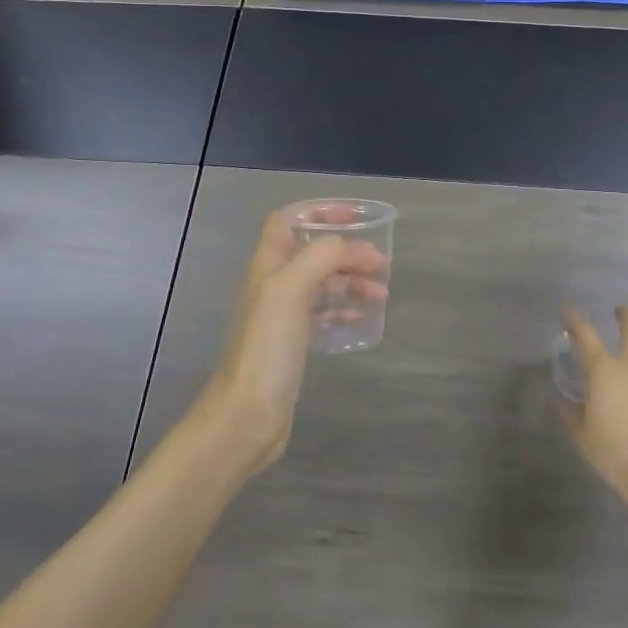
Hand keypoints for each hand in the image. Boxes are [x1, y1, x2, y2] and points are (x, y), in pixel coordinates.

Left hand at [187, 209, 389, 479]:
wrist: (246, 415)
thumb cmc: (267, 348)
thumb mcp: (291, 291)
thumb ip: (321, 257)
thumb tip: (352, 246)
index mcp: (268, 265)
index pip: (288, 220)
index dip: (318, 212)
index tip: (354, 219)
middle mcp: (274, 284)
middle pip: (313, 252)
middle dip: (347, 251)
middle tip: (381, 263)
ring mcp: (283, 315)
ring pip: (322, 283)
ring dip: (351, 280)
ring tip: (381, 293)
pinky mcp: (293, 343)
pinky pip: (324, 315)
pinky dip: (345, 310)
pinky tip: (364, 319)